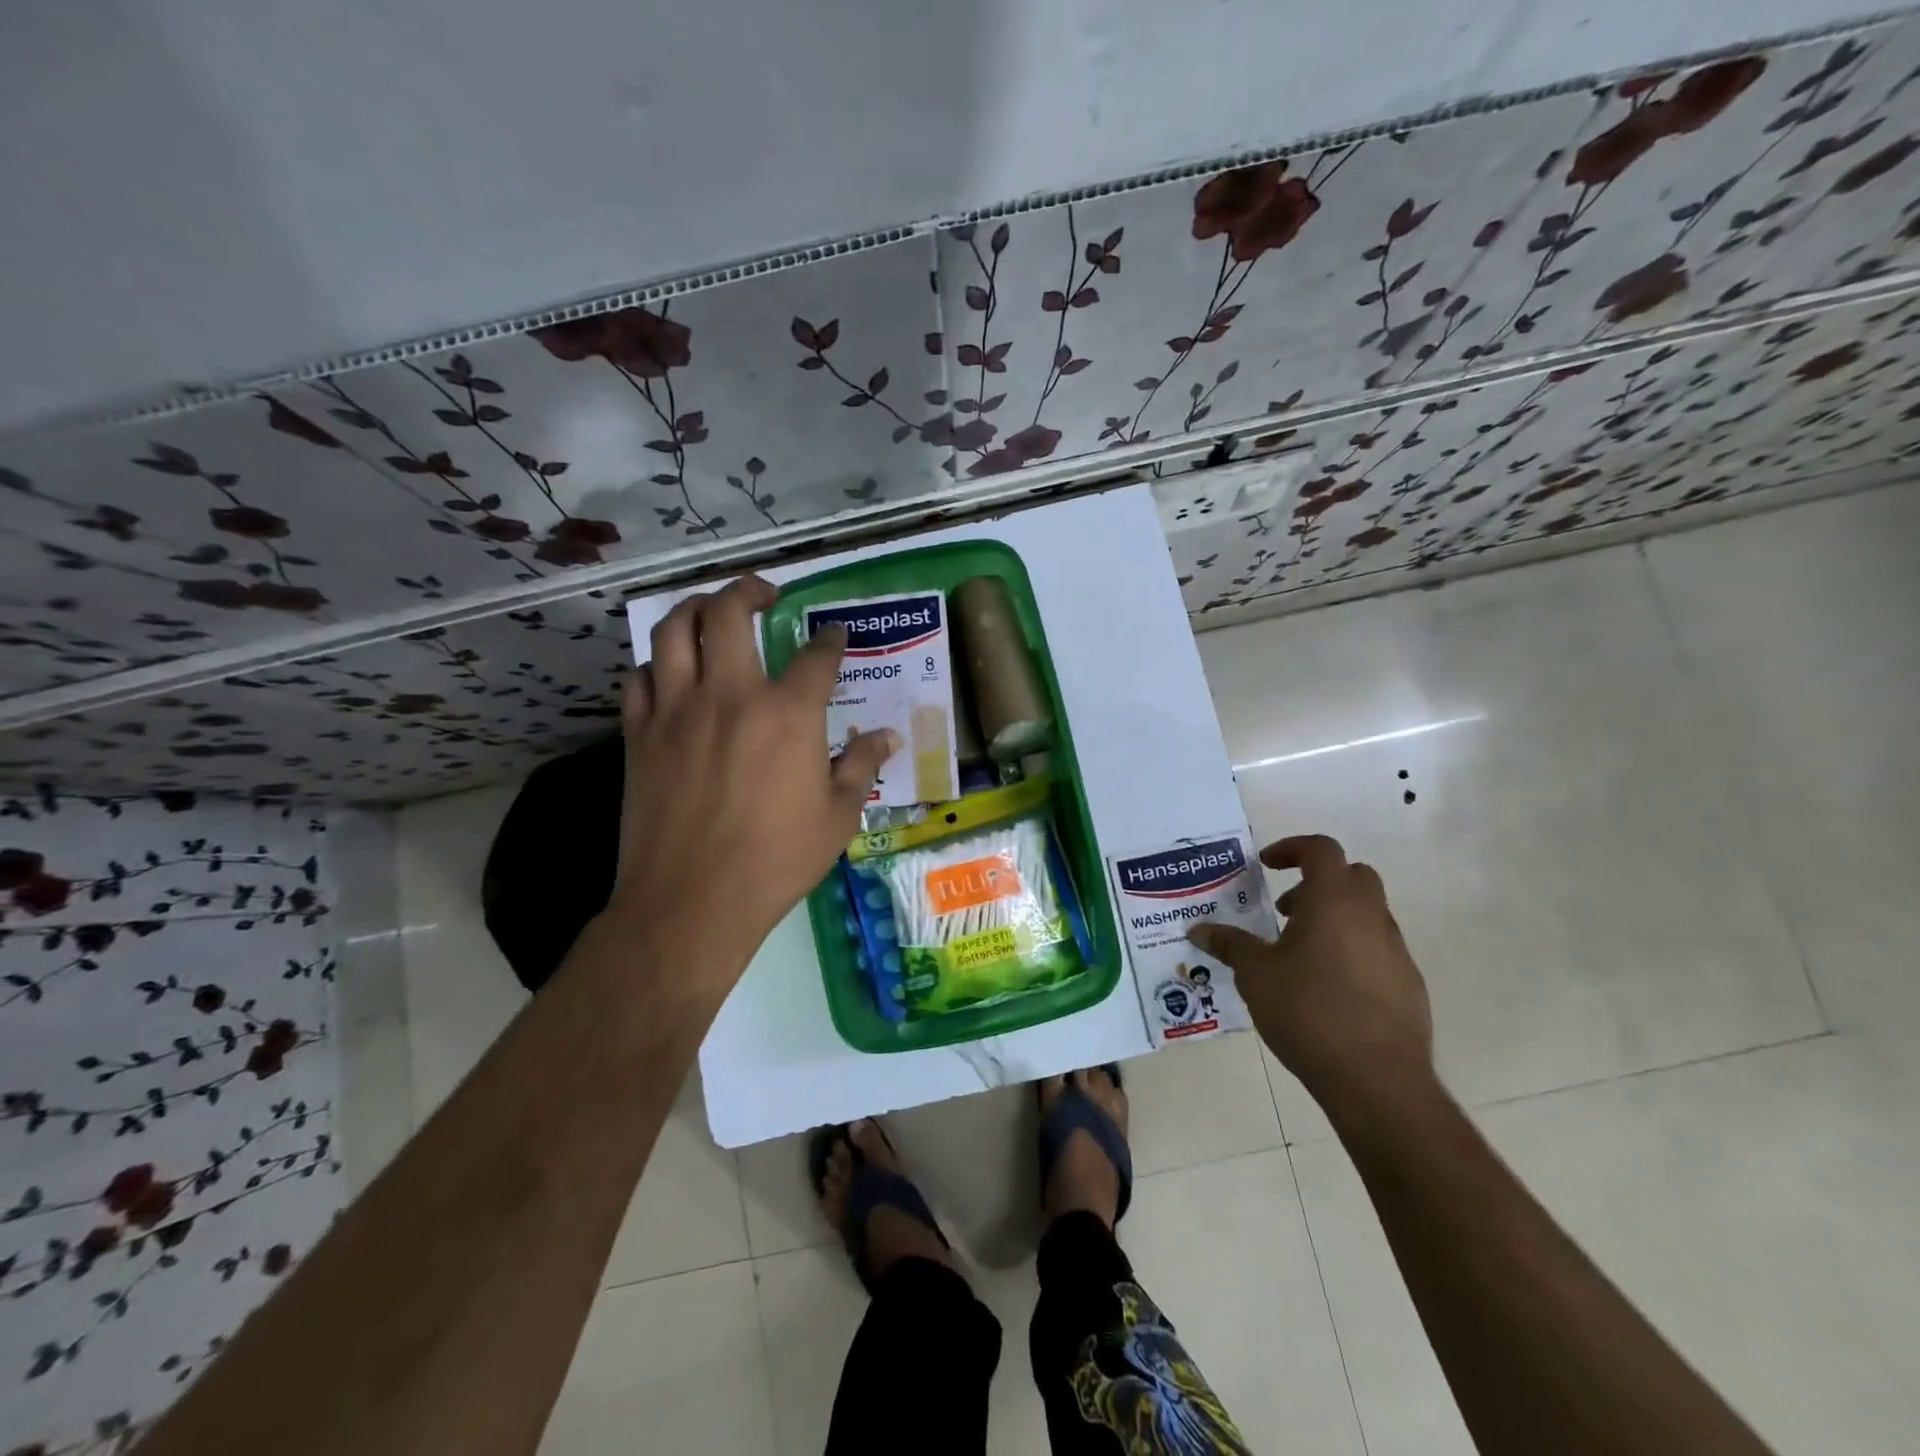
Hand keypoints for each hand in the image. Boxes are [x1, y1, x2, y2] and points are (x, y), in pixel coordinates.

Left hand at [609, 575, 896, 986]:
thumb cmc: (776, 862)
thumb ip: (862, 766)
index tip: (832, 635)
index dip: (829, 639)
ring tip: (712, 611)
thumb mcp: (837, 817)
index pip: (816, 655)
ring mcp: (677, 710)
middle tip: (764, 594)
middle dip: (749, 590)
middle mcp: (731, 695)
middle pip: (729, 613)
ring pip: (674, 629)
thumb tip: (888, 737)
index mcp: (788, 714)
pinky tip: (672, 673)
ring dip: (695, 607)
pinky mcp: (639, 734)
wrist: (692, 901)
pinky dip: (658, 664)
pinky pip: (640, 676)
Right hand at [1188, 835, 1433, 1116]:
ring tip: (1300, 955)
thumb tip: (1199, 930)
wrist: (1377, 1080)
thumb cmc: (1308, 1011)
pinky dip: (1352, 951)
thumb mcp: (1255, 975)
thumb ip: (1229, 945)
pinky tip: (1327, 989)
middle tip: (1285, 910)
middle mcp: (1371, 916)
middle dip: (1317, 882)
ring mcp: (1396, 951)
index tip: (1266, 865)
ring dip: (1334, 918)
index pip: (1320, 849)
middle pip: (1352, 875)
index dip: (1291, 848)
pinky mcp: (1409, 986)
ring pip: (1367, 914)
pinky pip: (1378, 950)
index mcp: (1334, 901)